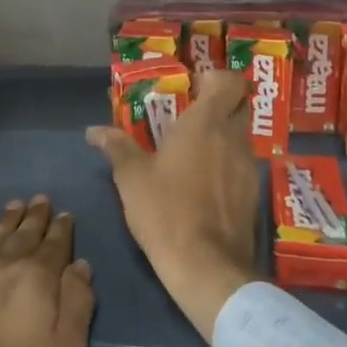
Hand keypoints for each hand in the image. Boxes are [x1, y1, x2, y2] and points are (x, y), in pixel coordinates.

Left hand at [0, 196, 94, 346]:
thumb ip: (77, 306)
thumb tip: (80, 266)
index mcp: (37, 278)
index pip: (55, 245)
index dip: (62, 229)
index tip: (65, 215)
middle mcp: (3, 261)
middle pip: (24, 232)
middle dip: (35, 216)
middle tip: (40, 200)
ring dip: (7, 218)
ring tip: (15, 205)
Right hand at [87, 70, 262, 341]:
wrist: (206, 267)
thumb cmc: (165, 211)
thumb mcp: (131, 178)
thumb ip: (116, 147)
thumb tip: (94, 131)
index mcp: (205, 123)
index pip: (229, 81)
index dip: (215, 78)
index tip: (194, 86)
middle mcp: (233, 138)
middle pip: (239, 105)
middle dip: (220, 105)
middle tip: (190, 116)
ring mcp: (248, 167)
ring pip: (241, 137)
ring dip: (222, 137)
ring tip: (192, 153)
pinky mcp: (253, 194)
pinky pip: (242, 165)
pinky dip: (226, 164)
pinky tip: (204, 183)